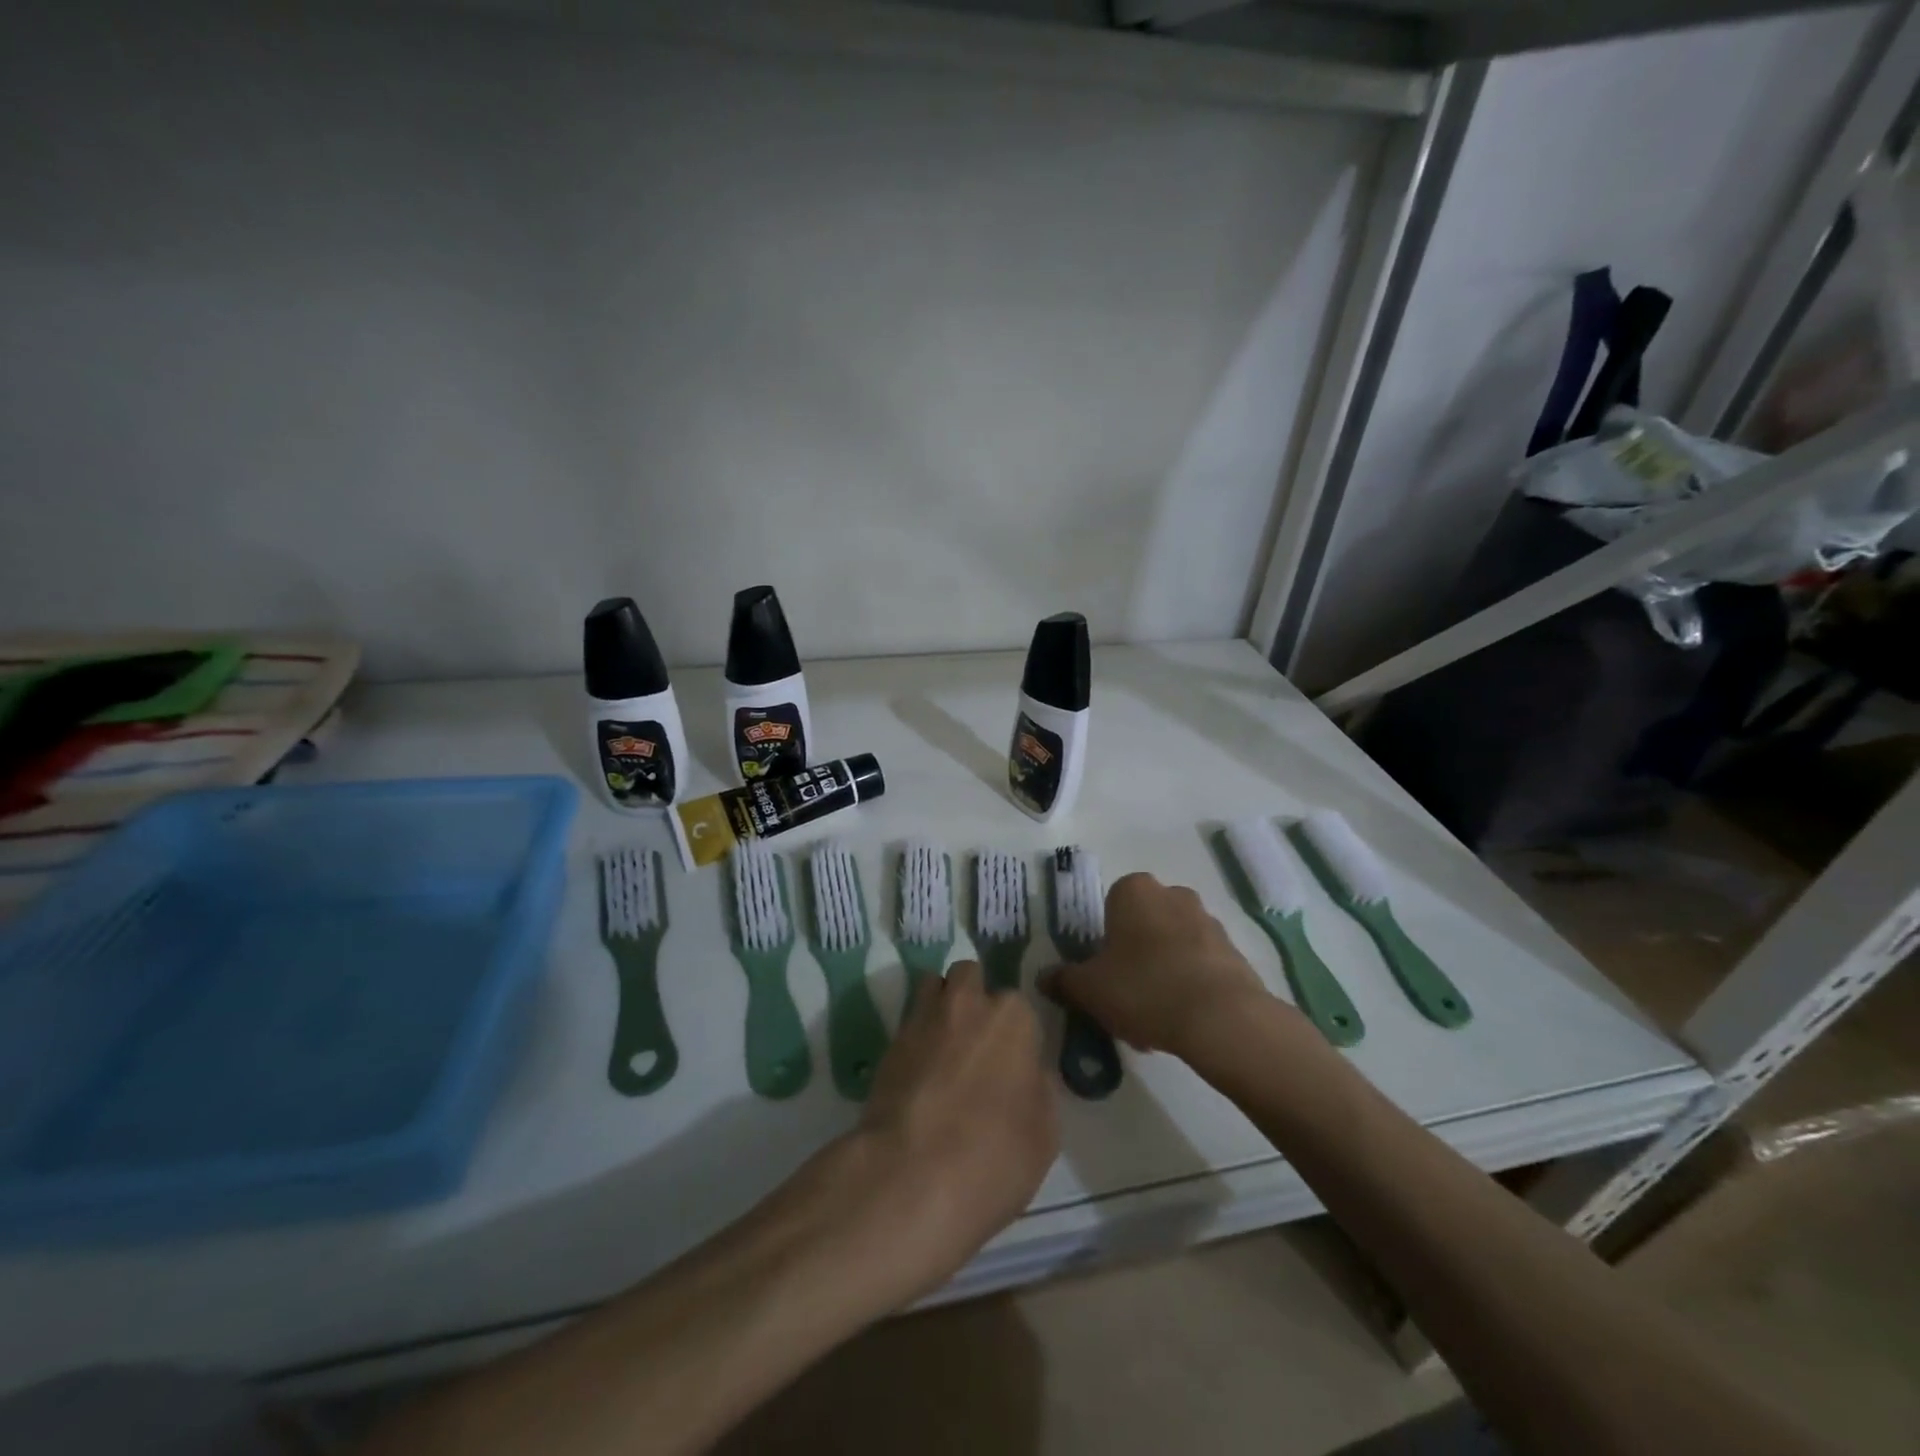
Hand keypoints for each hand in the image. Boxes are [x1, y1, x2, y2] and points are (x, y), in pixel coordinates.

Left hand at [836, 961, 1055, 1305]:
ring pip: (932, 987)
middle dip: (973, 998)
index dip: (1015, 1036)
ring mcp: (922, 1018)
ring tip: (943, 1046)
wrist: (911, 1176)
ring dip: (940, 1004)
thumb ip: (1038, 1090)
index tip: (1012, 1065)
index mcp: (1012, 1018)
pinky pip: (908, 1023)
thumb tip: (1027, 1074)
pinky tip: (919, 1072)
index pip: (1019, 1008)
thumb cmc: (994, 1156)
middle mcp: (967, 1003)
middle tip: (976, 1044)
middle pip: (970, 978)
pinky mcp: (888, 1042)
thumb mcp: (1044, 1134)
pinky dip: (915, 1037)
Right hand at [1045, 872, 1285, 1059]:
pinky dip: (1189, 986)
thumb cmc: (1143, 988)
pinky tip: (1181, 1021)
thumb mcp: (1089, 989)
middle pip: (1144, 925)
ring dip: (1162, 972)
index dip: (1104, 941)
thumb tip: (1043, 978)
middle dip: (1134, 956)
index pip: (1111, 906)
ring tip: (1154, 1020)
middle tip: (1125, 997)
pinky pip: (1200, 965)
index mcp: (1134, 890)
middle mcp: (1173, 894)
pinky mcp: (1234, 951)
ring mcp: (1208, 921)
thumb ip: (1063, 980)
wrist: (1221, 1018)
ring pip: (1172, 946)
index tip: (1103, 973)